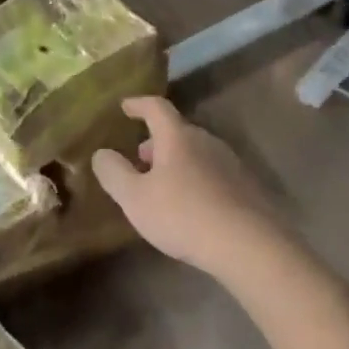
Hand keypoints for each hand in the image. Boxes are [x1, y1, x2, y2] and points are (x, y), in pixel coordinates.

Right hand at [91, 96, 287, 279]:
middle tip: (139, 158)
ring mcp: (229, 162)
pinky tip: (189, 204)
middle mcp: (206, 141)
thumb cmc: (183, 215)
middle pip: (177, 131)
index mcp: (178, 137)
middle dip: (155, 141)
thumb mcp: (135, 198)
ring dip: (175, 161)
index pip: (156, 108)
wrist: (247, 243)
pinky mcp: (245, 186)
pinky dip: (193, 178)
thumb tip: (102, 153)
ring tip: (160, 185)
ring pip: (195, 152)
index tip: (125, 107)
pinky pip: (211, 172)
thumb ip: (114, 173)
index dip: (138, 104)